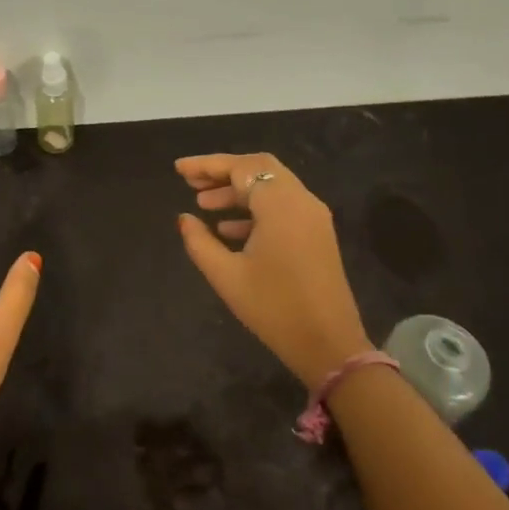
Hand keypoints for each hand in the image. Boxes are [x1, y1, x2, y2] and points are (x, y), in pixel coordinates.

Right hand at [176, 153, 371, 386]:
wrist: (329, 345)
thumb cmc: (274, 308)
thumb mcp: (226, 276)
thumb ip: (200, 242)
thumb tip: (184, 218)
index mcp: (280, 206)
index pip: (241, 168)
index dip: (207, 164)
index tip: (179, 169)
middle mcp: (301, 201)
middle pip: (259, 168)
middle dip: (223, 172)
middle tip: (191, 182)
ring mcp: (313, 217)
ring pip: (272, 186)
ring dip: (238, 190)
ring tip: (203, 204)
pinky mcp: (317, 234)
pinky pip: (283, 206)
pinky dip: (255, 208)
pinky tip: (227, 229)